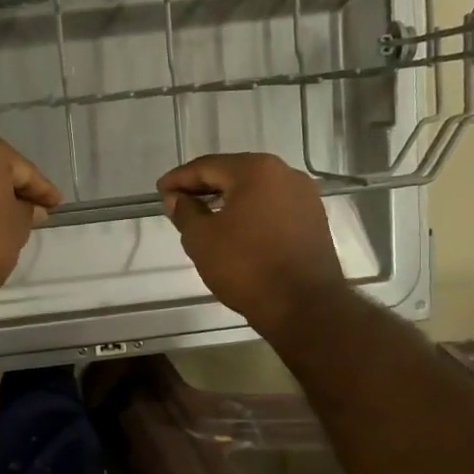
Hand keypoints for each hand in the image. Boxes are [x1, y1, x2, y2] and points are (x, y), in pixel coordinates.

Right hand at [158, 153, 345, 333]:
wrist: (304, 306)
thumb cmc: (246, 267)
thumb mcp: (202, 239)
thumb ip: (185, 212)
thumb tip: (176, 198)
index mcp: (256, 170)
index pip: (207, 166)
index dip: (179, 178)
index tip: (160, 190)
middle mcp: (285, 174)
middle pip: (234, 173)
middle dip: (204, 186)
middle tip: (178, 201)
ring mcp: (304, 197)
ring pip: (255, 191)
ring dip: (227, 200)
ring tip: (203, 216)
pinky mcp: (313, 220)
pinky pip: (272, 207)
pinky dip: (249, 213)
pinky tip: (234, 230)